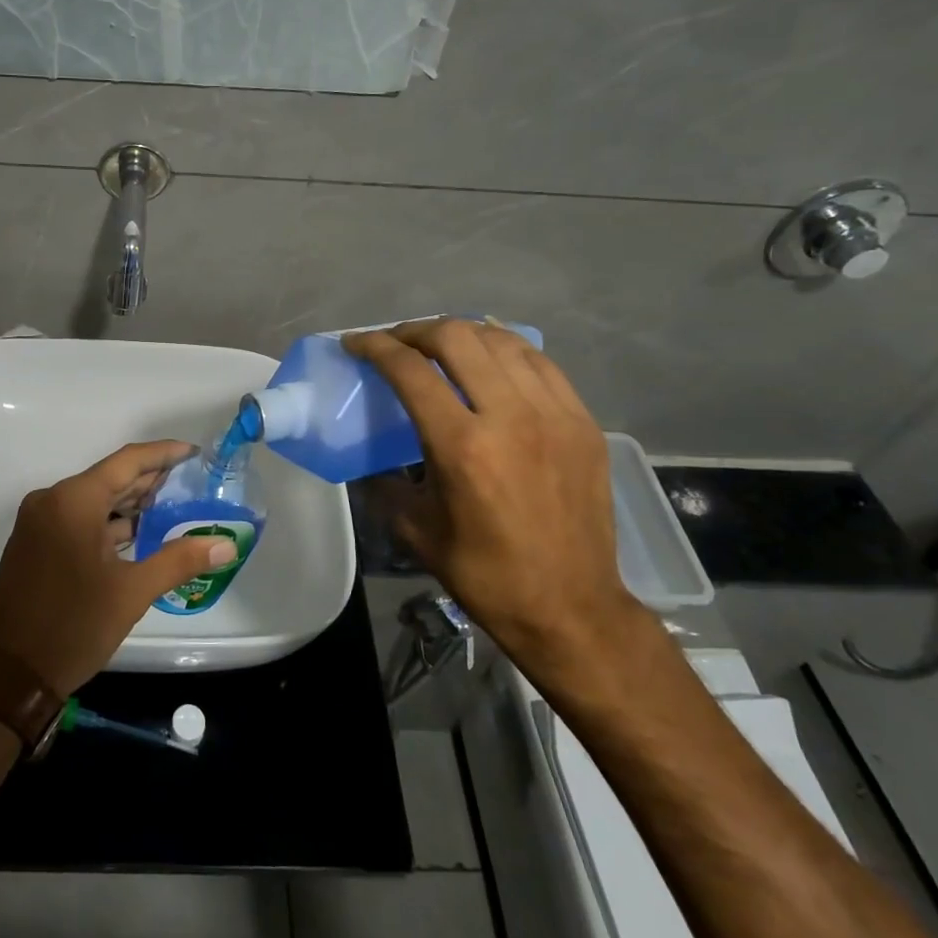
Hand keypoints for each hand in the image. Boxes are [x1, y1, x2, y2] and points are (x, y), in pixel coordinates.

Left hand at [0, 441, 235, 695]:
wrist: (9, 674)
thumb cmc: (73, 626)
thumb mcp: (132, 592)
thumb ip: (180, 560)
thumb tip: (226, 545)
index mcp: (73, 500)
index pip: (126, 462)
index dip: (163, 454)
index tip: (193, 453)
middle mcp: (52, 500)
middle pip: (109, 478)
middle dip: (149, 479)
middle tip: (190, 481)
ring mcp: (39, 521)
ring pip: (93, 500)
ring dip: (129, 503)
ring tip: (171, 505)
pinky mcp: (34, 542)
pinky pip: (78, 518)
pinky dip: (108, 522)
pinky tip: (137, 532)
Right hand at [343, 319, 636, 673]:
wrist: (570, 607)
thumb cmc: (484, 574)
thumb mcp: (415, 529)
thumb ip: (384, 481)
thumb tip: (368, 457)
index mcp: (462, 446)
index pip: (410, 370)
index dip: (375, 347)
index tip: (356, 344)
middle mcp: (510, 417)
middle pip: (456, 338)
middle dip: (415, 330)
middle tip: (396, 344)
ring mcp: (554, 415)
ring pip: (500, 341)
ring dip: (461, 334)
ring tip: (440, 347)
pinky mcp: (582, 422)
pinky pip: (539, 362)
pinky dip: (505, 350)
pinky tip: (489, 361)